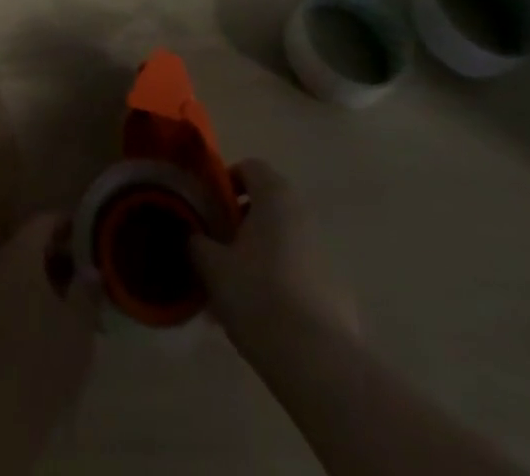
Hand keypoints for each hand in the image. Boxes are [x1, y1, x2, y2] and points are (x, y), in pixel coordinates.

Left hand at [0, 213, 97, 429]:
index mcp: (20, 255)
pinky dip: (24, 295)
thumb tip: (91, 268)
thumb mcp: (78, 325)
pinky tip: (43, 318)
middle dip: (53, 250)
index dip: (63, 221)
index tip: (84, 229)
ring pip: (14, 270)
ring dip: (38, 275)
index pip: (41, 222)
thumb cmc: (43, 360)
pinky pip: (4, 293)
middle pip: (26, 244)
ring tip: (66, 294)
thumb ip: (86, 290)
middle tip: (80, 264)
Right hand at [189, 159, 356, 357]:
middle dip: (240, 224)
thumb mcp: (211, 266)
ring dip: (259, 256)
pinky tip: (263, 318)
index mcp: (275, 197)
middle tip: (218, 251)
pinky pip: (299, 273)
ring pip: (282, 242)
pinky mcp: (336, 291)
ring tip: (235, 292)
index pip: (250, 167)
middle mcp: (304, 215)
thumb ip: (196, 242)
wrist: (317, 362)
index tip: (209, 210)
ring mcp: (324, 253)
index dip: (226, 182)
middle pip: (267, 205)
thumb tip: (192, 235)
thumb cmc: (258, 296)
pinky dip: (280, 283)